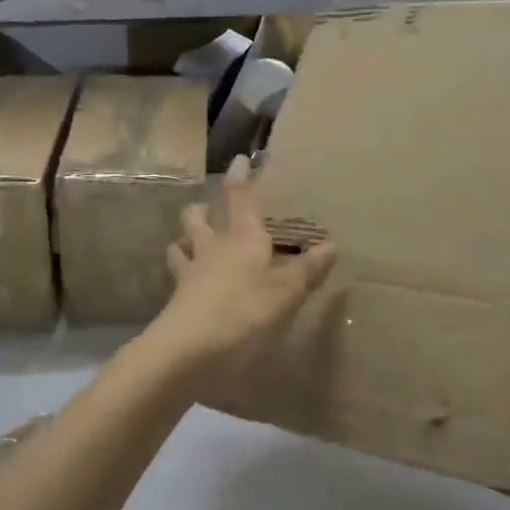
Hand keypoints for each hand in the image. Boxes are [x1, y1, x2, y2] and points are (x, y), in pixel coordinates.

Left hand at [143, 156, 337, 389]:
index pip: (241, 199)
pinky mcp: (177, 300)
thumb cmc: (244, 312)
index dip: (240, 178)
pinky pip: (179, 277)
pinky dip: (184, 274)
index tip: (239, 159)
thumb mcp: (285, 293)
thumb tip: (332, 245)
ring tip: (192, 243)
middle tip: (209, 209)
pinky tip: (191, 283)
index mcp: (242, 238)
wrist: (188, 349)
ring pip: (181, 244)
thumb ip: (307, 270)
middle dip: (202, 209)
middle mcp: (213, 248)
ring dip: (186, 239)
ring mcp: (190, 273)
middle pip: (198, 217)